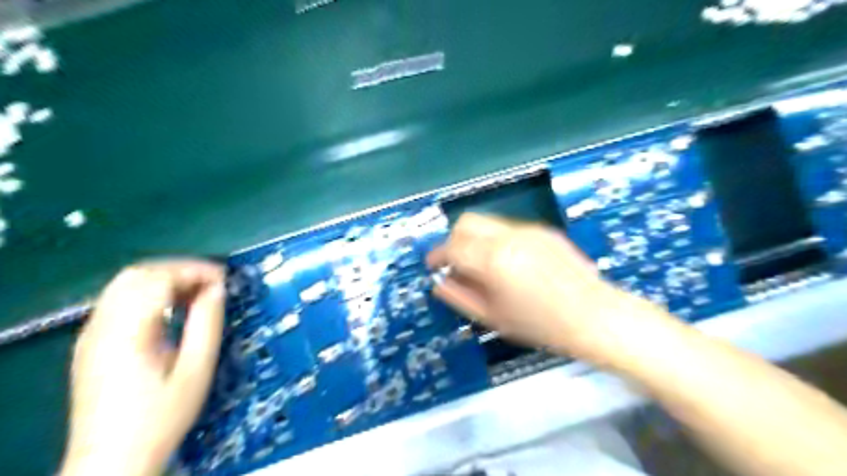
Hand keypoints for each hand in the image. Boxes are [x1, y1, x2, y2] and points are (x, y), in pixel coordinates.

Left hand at [61, 260, 226, 475]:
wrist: (113, 460)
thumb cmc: (162, 416)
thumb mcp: (197, 369)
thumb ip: (207, 323)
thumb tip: (218, 289)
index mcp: (128, 332)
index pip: (159, 278)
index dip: (195, 271)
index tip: (224, 279)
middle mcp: (102, 326)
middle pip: (137, 274)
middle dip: (179, 269)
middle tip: (211, 283)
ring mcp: (91, 335)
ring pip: (125, 283)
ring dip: (164, 279)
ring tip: (196, 293)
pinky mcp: (91, 344)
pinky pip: (119, 300)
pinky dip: (149, 293)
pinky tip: (171, 308)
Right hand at [428, 214, 656, 365]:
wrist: (595, 316)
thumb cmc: (541, 325)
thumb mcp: (493, 317)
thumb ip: (459, 296)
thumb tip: (439, 282)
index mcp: (493, 259)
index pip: (451, 246)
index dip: (437, 256)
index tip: (433, 267)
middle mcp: (508, 235)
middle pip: (466, 222)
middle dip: (453, 240)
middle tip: (455, 264)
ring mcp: (528, 229)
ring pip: (487, 223)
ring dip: (475, 239)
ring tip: (483, 267)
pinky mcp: (543, 230)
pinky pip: (508, 228)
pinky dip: (496, 241)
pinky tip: (509, 265)